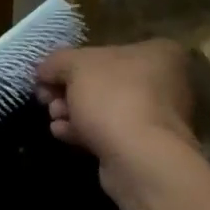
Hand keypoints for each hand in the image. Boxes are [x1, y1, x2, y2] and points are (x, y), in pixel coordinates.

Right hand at [35, 40, 196, 166]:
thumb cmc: (114, 98)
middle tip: (46, 99)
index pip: (107, 50)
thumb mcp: (77, 66)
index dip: (71, 62)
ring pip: (105, 109)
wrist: (140, 159)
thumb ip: (57, 61)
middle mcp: (165, 82)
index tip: (47, 76)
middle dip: (69, 90)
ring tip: (54, 118)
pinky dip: (84, 131)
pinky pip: (109, 132)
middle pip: (104, 81)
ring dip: (73, 112)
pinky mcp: (145, 147)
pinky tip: (61, 132)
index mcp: (158, 53)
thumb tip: (44, 68)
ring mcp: (157, 118)